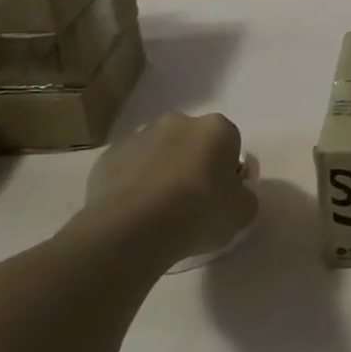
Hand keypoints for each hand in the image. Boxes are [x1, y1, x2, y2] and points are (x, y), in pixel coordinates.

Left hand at [82, 112, 256, 262]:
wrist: (132, 229)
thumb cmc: (199, 213)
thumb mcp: (243, 212)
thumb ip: (244, 195)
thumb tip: (233, 193)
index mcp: (217, 128)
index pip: (230, 143)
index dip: (227, 169)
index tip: (221, 195)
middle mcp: (178, 122)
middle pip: (192, 142)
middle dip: (193, 163)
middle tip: (192, 201)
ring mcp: (138, 136)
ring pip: (159, 152)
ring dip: (162, 171)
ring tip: (158, 210)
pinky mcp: (106, 157)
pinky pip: (129, 168)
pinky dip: (133, 183)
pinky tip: (134, 212)